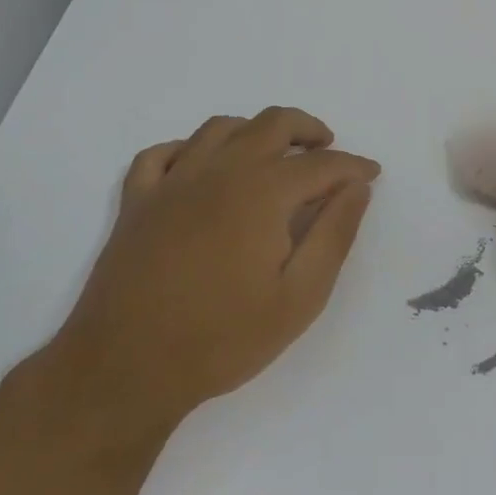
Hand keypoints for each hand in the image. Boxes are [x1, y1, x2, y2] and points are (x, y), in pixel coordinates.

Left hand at [54, 107, 380, 423]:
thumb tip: (357, 188)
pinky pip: (162, 153)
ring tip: (273, 153)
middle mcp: (220, 171)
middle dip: (308, 129)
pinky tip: (201, 167)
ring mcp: (173, 182)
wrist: (124, 370)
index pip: (321, 164)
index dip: (352, 165)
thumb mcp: (299, 298)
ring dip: (255, 130)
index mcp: (262, 192)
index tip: (371, 173)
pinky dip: (189, 149)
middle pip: (272, 124)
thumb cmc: (221, 338)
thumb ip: (334, 235)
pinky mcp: (137, 201)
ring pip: (221, 128)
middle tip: (327, 148)